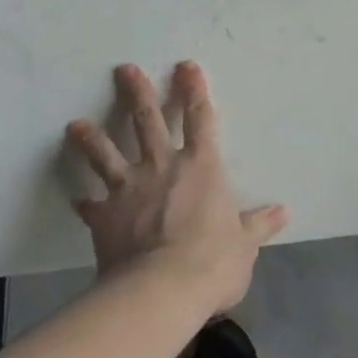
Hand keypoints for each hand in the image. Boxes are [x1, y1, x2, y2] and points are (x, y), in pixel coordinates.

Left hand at [65, 61, 286, 314]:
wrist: (161, 291)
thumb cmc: (212, 261)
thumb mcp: (244, 244)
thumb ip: (258, 225)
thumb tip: (282, 213)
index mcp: (201, 165)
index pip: (199, 117)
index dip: (194, 90)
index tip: (185, 66)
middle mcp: (163, 167)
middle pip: (147, 121)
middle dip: (137, 93)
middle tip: (124, 70)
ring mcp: (129, 189)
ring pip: (107, 154)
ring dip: (91, 138)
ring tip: (75, 124)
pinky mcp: (105, 217)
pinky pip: (91, 206)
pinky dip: (84, 202)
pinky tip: (75, 199)